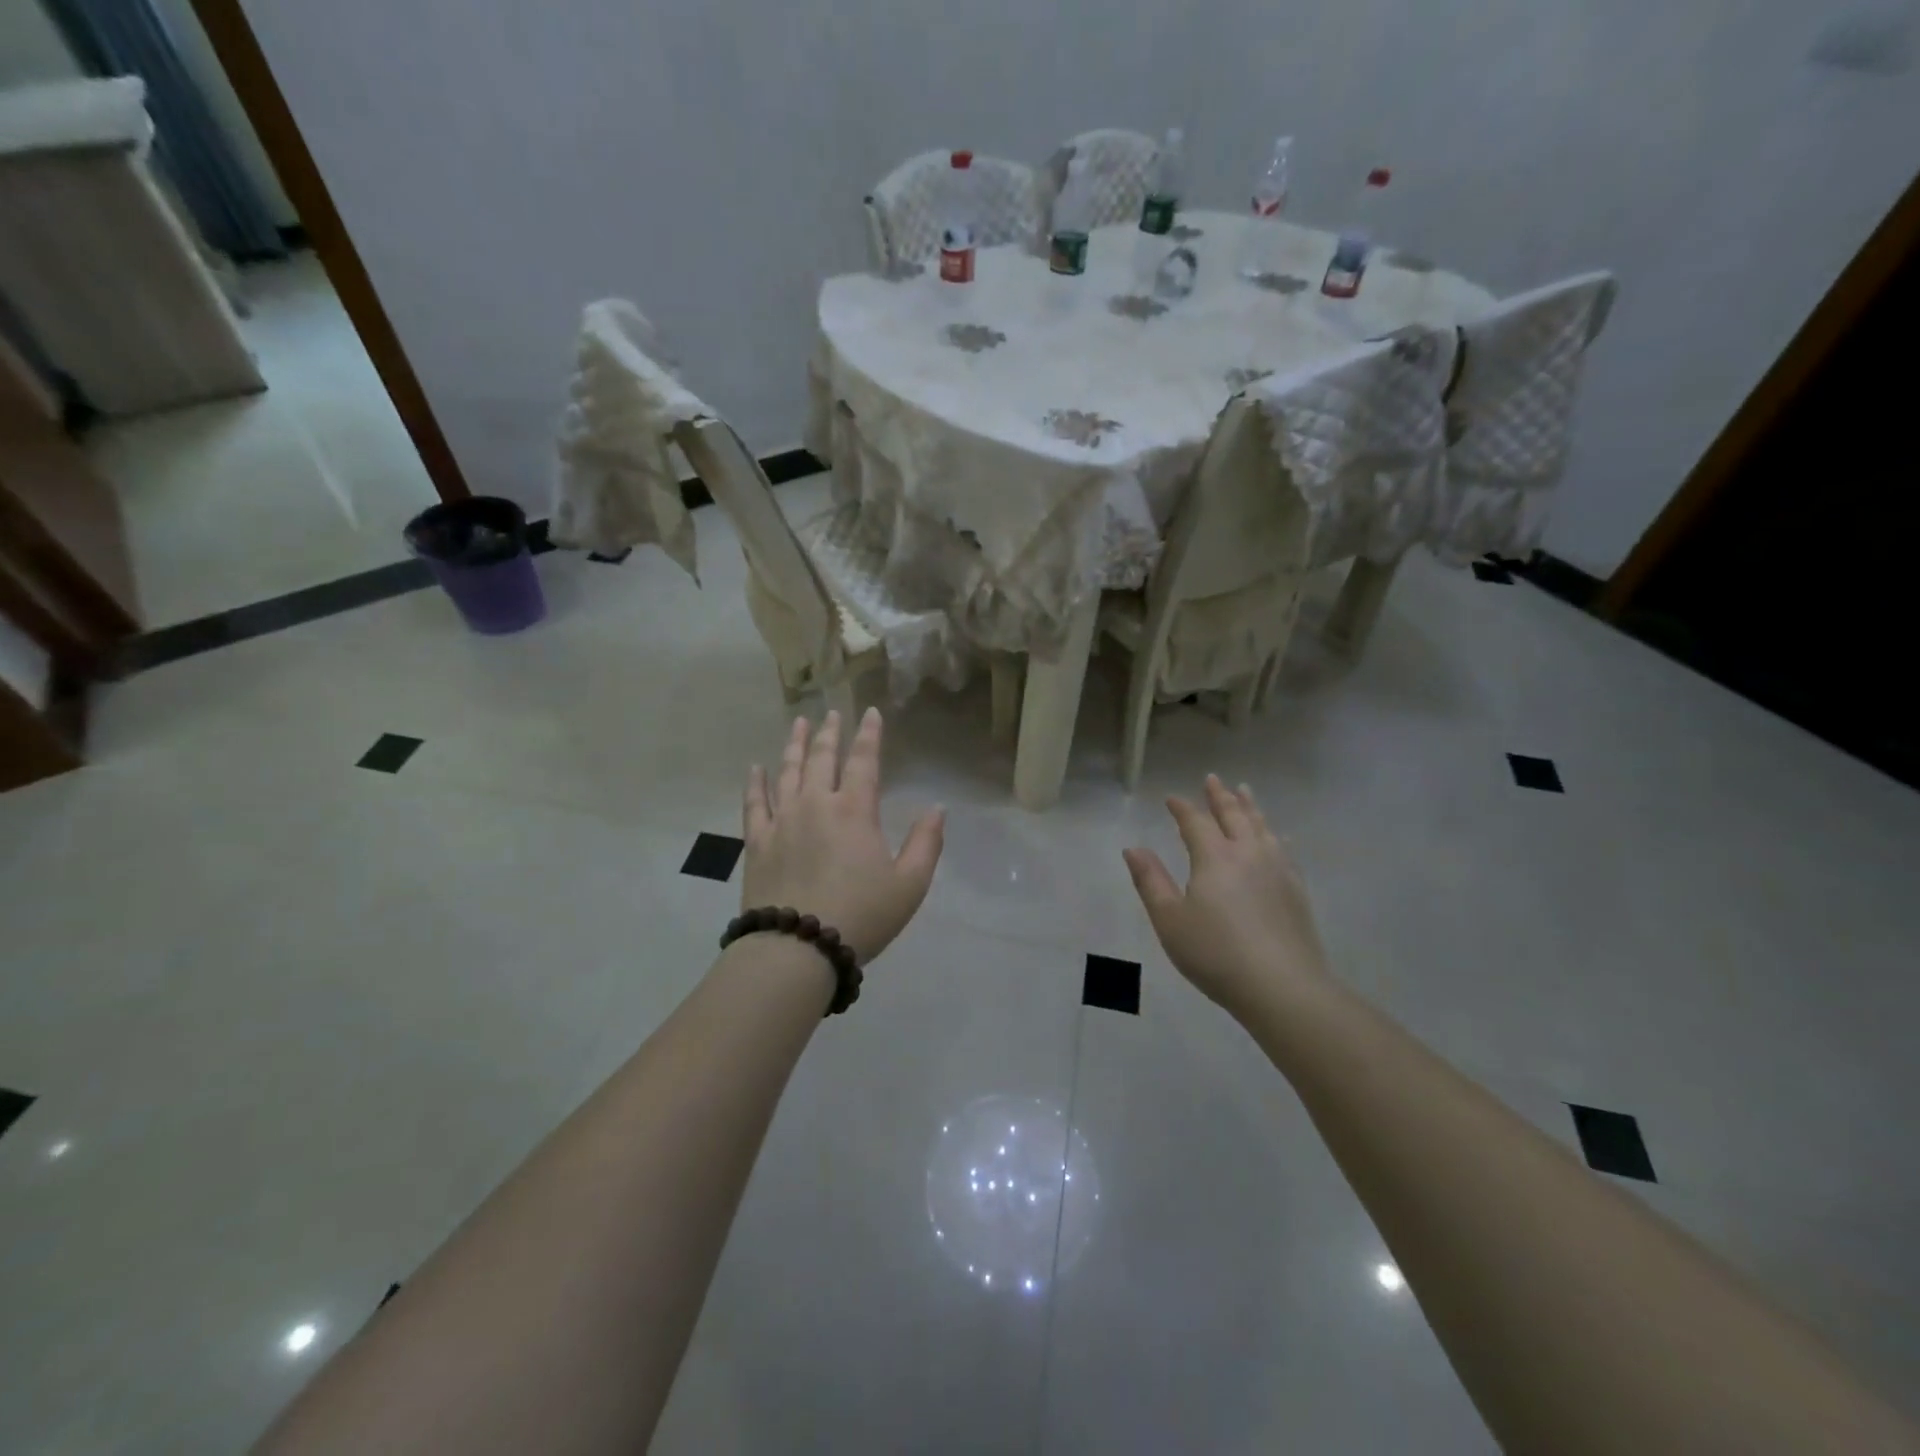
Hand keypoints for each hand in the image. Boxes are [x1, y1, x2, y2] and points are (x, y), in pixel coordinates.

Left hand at [742, 709, 944, 963]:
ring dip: (794, 744)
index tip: (870, 711)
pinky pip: (754, 803)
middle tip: (832, 712)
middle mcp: (816, 804)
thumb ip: (926, 843)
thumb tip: (936, 808)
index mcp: (855, 811)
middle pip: (821, 758)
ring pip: (787, 771)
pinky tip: (755, 767)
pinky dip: (755, 782)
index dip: (869, 734)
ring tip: (798, 723)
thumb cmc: (861, 916)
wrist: (797, 948)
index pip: (864, 760)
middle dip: (829, 732)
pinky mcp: (757, 842)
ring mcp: (782, 820)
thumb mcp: (910, 885)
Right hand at [1123, 776, 1331, 1018]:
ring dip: (1250, 806)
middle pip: (1233, 815)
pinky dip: (1273, 833)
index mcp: (1214, 857)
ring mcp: (1277, 869)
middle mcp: (1248, 853)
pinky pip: (1283, 848)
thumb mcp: (1169, 920)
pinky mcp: (1296, 889)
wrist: (1282, 986)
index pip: (1195, 822)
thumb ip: (1150, 881)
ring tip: (1244, 791)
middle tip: (1212, 778)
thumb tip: (1133, 848)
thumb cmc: (1215, 953)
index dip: (1182, 808)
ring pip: (1261, 826)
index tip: (1171, 798)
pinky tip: (1276, 836)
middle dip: (1220, 796)